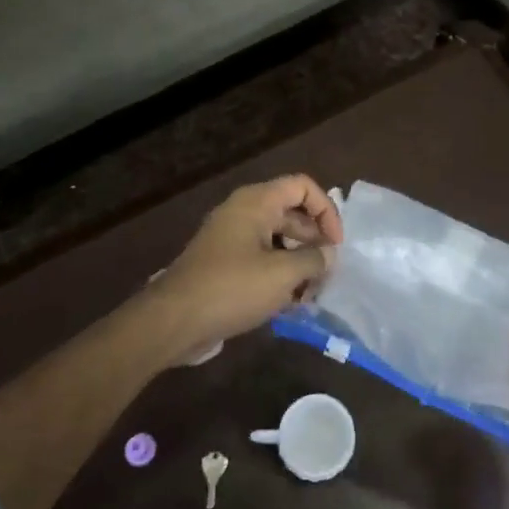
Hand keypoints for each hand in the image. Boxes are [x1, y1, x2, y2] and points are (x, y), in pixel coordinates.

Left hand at [149, 175, 343, 352]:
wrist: (174, 321)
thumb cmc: (231, 288)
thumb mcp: (282, 274)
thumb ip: (313, 260)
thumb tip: (329, 254)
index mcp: (256, 203)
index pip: (302, 187)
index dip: (326, 210)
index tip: (335, 245)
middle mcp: (243, 213)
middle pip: (292, 215)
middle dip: (314, 242)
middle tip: (326, 275)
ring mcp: (232, 239)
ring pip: (278, 241)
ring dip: (298, 263)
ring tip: (310, 294)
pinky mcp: (225, 265)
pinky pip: (262, 260)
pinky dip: (279, 276)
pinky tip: (290, 303)